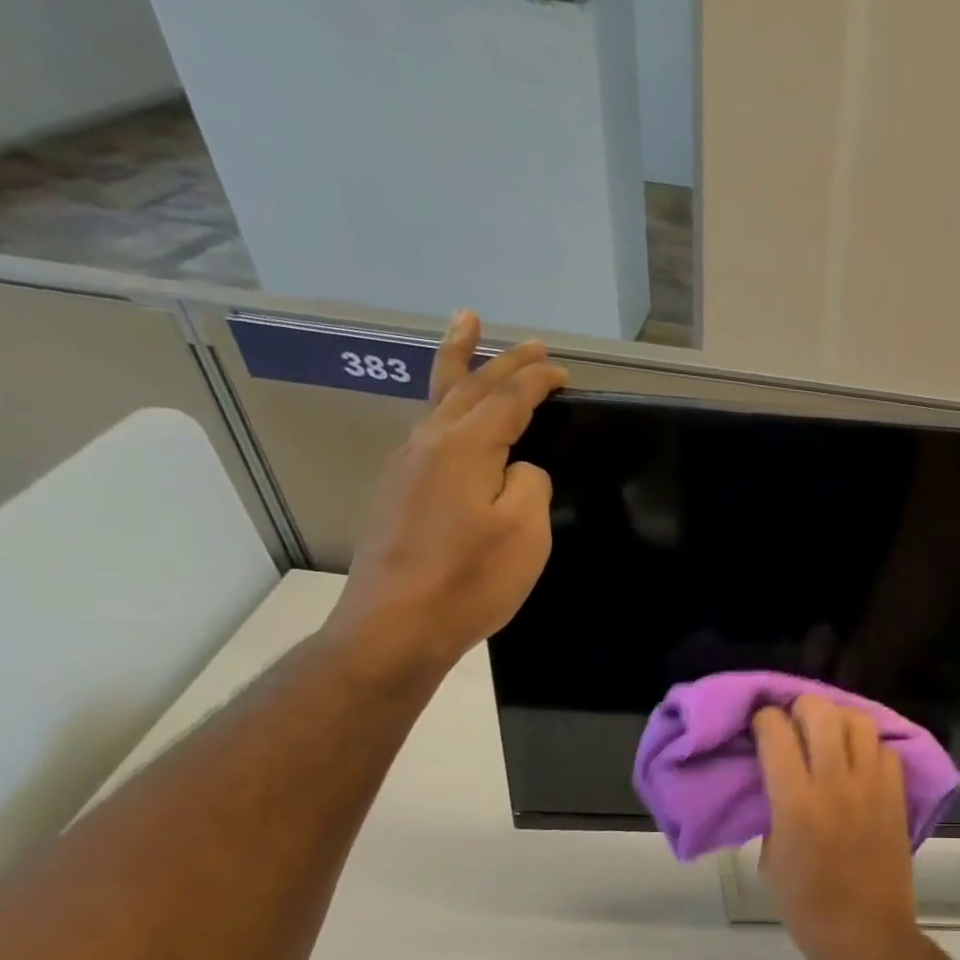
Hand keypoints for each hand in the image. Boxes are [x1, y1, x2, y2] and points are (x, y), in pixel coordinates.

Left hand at [325, 310, 566, 686]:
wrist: (396, 626)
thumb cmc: (471, 578)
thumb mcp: (524, 530)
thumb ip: (530, 484)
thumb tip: (517, 470)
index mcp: (463, 447)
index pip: (507, 399)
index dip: (536, 381)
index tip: (562, 370)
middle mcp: (428, 444)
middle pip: (467, 386)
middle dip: (500, 359)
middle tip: (526, 340)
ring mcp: (405, 467)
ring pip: (437, 401)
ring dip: (459, 366)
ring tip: (465, 334)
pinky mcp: (397, 492)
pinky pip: (428, 429)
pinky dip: (446, 404)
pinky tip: (452, 413)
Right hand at [753, 697, 919, 959]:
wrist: (867, 935)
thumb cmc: (808, 907)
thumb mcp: (770, 860)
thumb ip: (774, 812)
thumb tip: (780, 782)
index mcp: (796, 802)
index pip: (776, 733)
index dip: (764, 719)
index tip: (760, 724)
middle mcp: (836, 782)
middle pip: (821, 712)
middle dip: (801, 706)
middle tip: (794, 721)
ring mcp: (872, 786)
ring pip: (859, 721)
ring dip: (839, 719)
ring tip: (829, 735)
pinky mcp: (897, 795)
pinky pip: (885, 749)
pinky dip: (869, 747)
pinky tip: (858, 762)